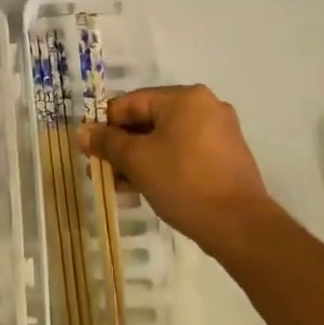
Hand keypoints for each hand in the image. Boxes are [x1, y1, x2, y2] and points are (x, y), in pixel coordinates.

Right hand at [76, 85, 274, 250]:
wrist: (240, 226)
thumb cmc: (184, 182)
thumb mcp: (137, 160)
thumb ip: (107, 142)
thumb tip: (83, 132)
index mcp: (185, 97)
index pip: (131, 102)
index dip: (105, 124)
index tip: (89, 149)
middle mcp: (205, 107)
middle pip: (149, 121)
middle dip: (122, 147)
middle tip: (102, 171)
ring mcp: (219, 133)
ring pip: (166, 140)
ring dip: (140, 160)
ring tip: (120, 187)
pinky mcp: (226, 158)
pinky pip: (184, 154)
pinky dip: (163, 166)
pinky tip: (145, 190)